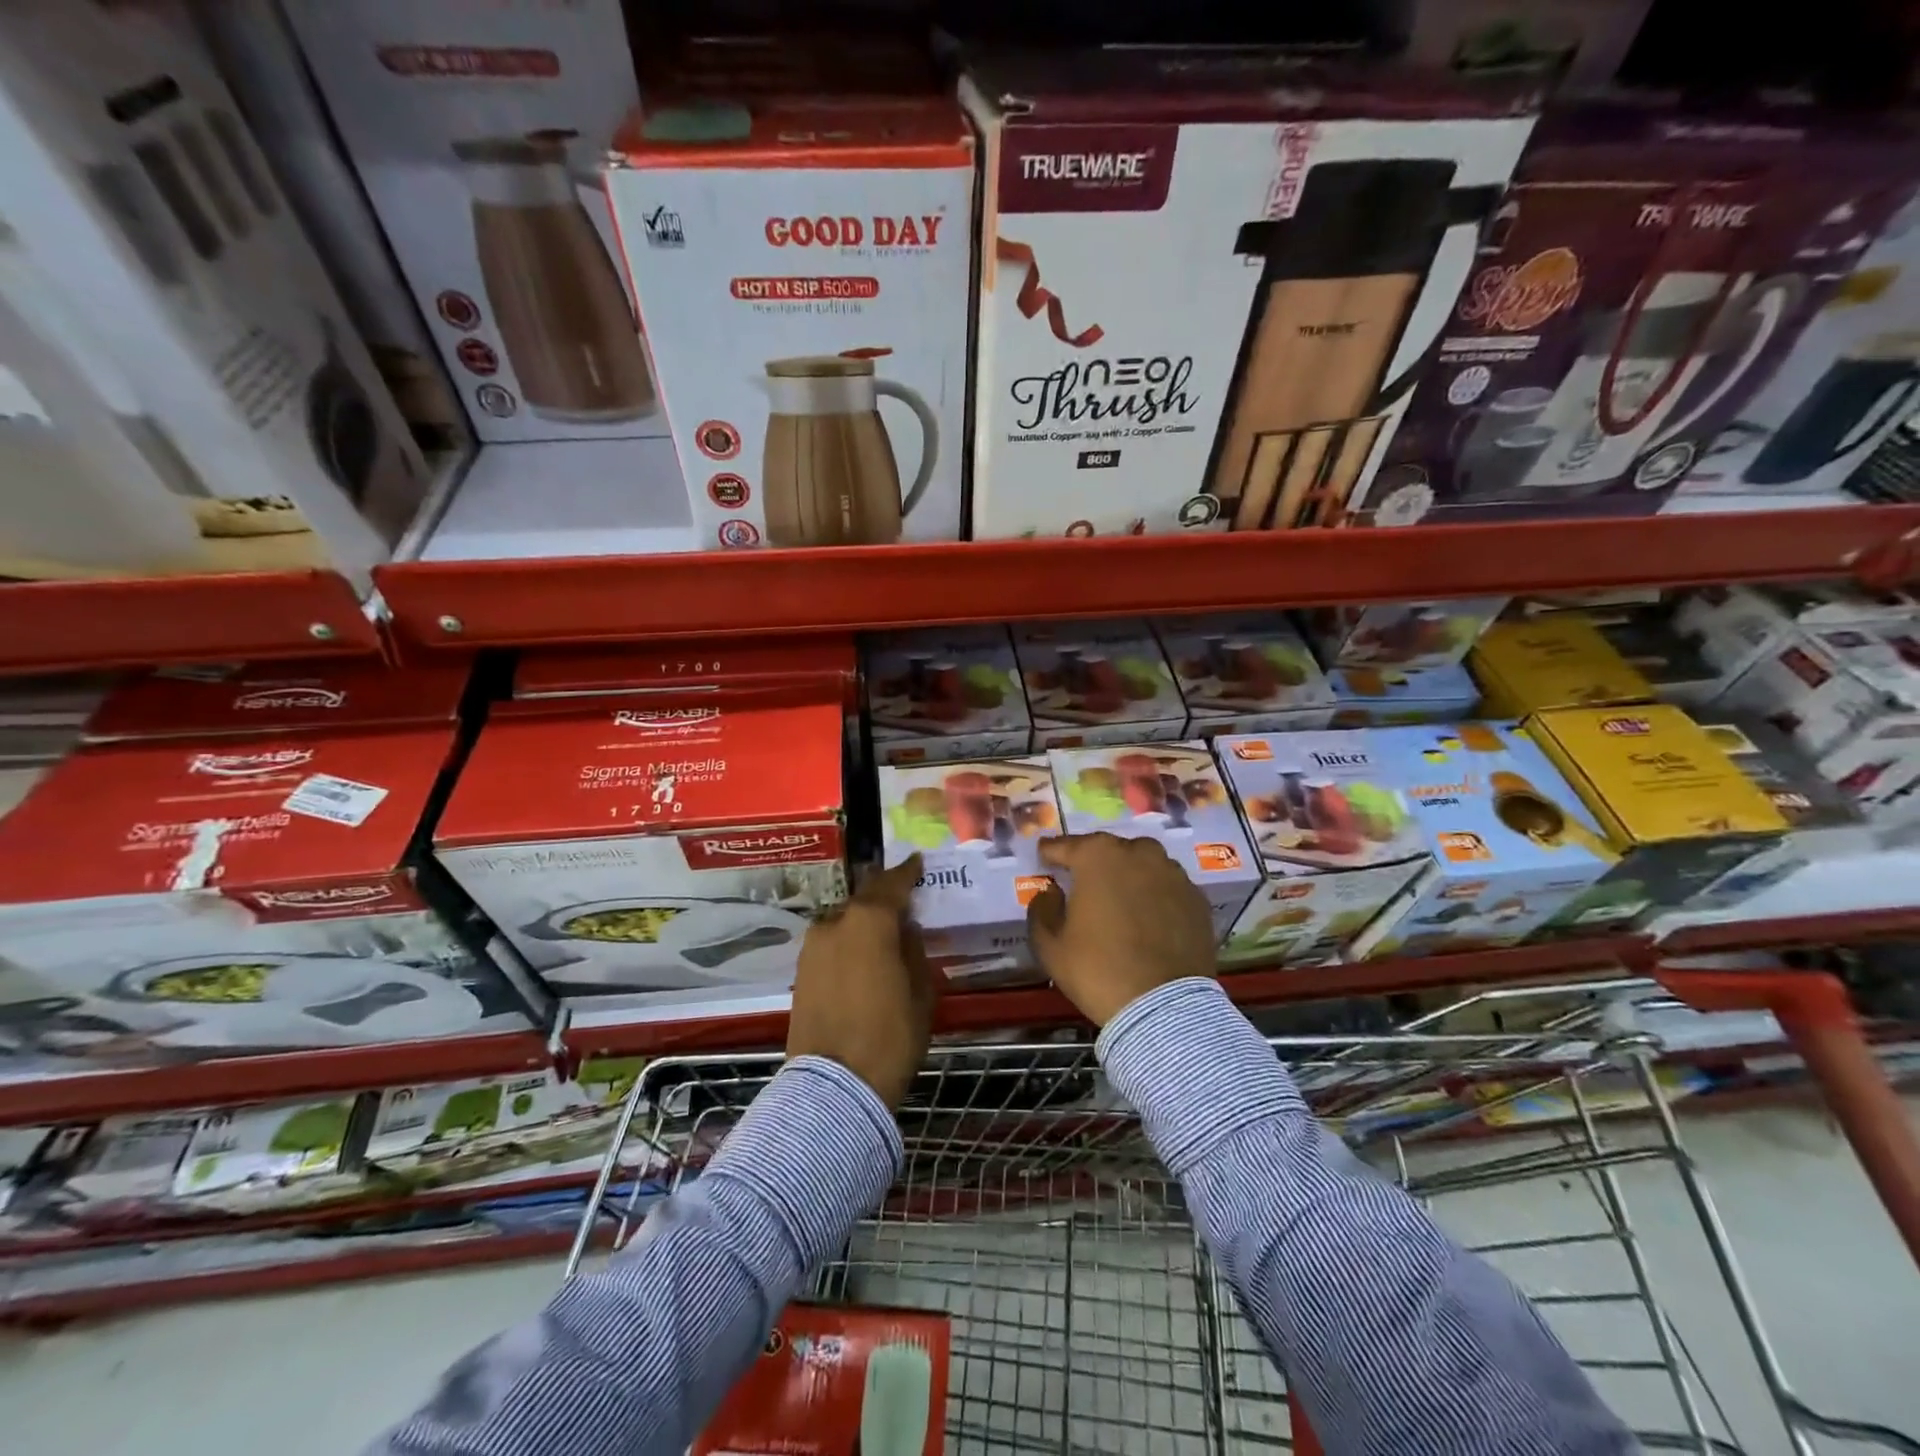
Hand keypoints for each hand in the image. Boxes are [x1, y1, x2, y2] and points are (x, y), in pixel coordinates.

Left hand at [787, 855, 934, 1108]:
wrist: (833, 1087)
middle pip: (864, 900)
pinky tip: (861, 955)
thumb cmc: (890, 1037)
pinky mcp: (800, 971)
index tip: (917, 861)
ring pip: (844, 921)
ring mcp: (812, 947)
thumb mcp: (920, 993)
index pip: (892, 884)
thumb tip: (904, 929)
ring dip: (863, 922)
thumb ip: (913, 951)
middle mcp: (835, 923)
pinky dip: (847, 942)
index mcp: (870, 922)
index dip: (907, 871)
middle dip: (884, 898)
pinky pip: (830, 943)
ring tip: (883, 932)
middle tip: (904, 900)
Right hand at [1026, 833, 1216, 1026]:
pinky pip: (1168, 886)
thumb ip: (1042, 909)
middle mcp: (1138, 854)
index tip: (1044, 855)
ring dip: (1129, 873)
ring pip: (1144, 863)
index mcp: (1098, 857)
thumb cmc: (1098, 970)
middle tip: (1083, 880)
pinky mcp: (1197, 898)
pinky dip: (1156, 894)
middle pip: (1109, 849)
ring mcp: (1173, 874)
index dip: (1052, 852)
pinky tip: (1149, 916)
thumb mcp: (1050, 945)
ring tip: (1120, 896)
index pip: (1066, 845)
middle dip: (1093, 860)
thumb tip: (1051, 892)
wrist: (1163, 1007)